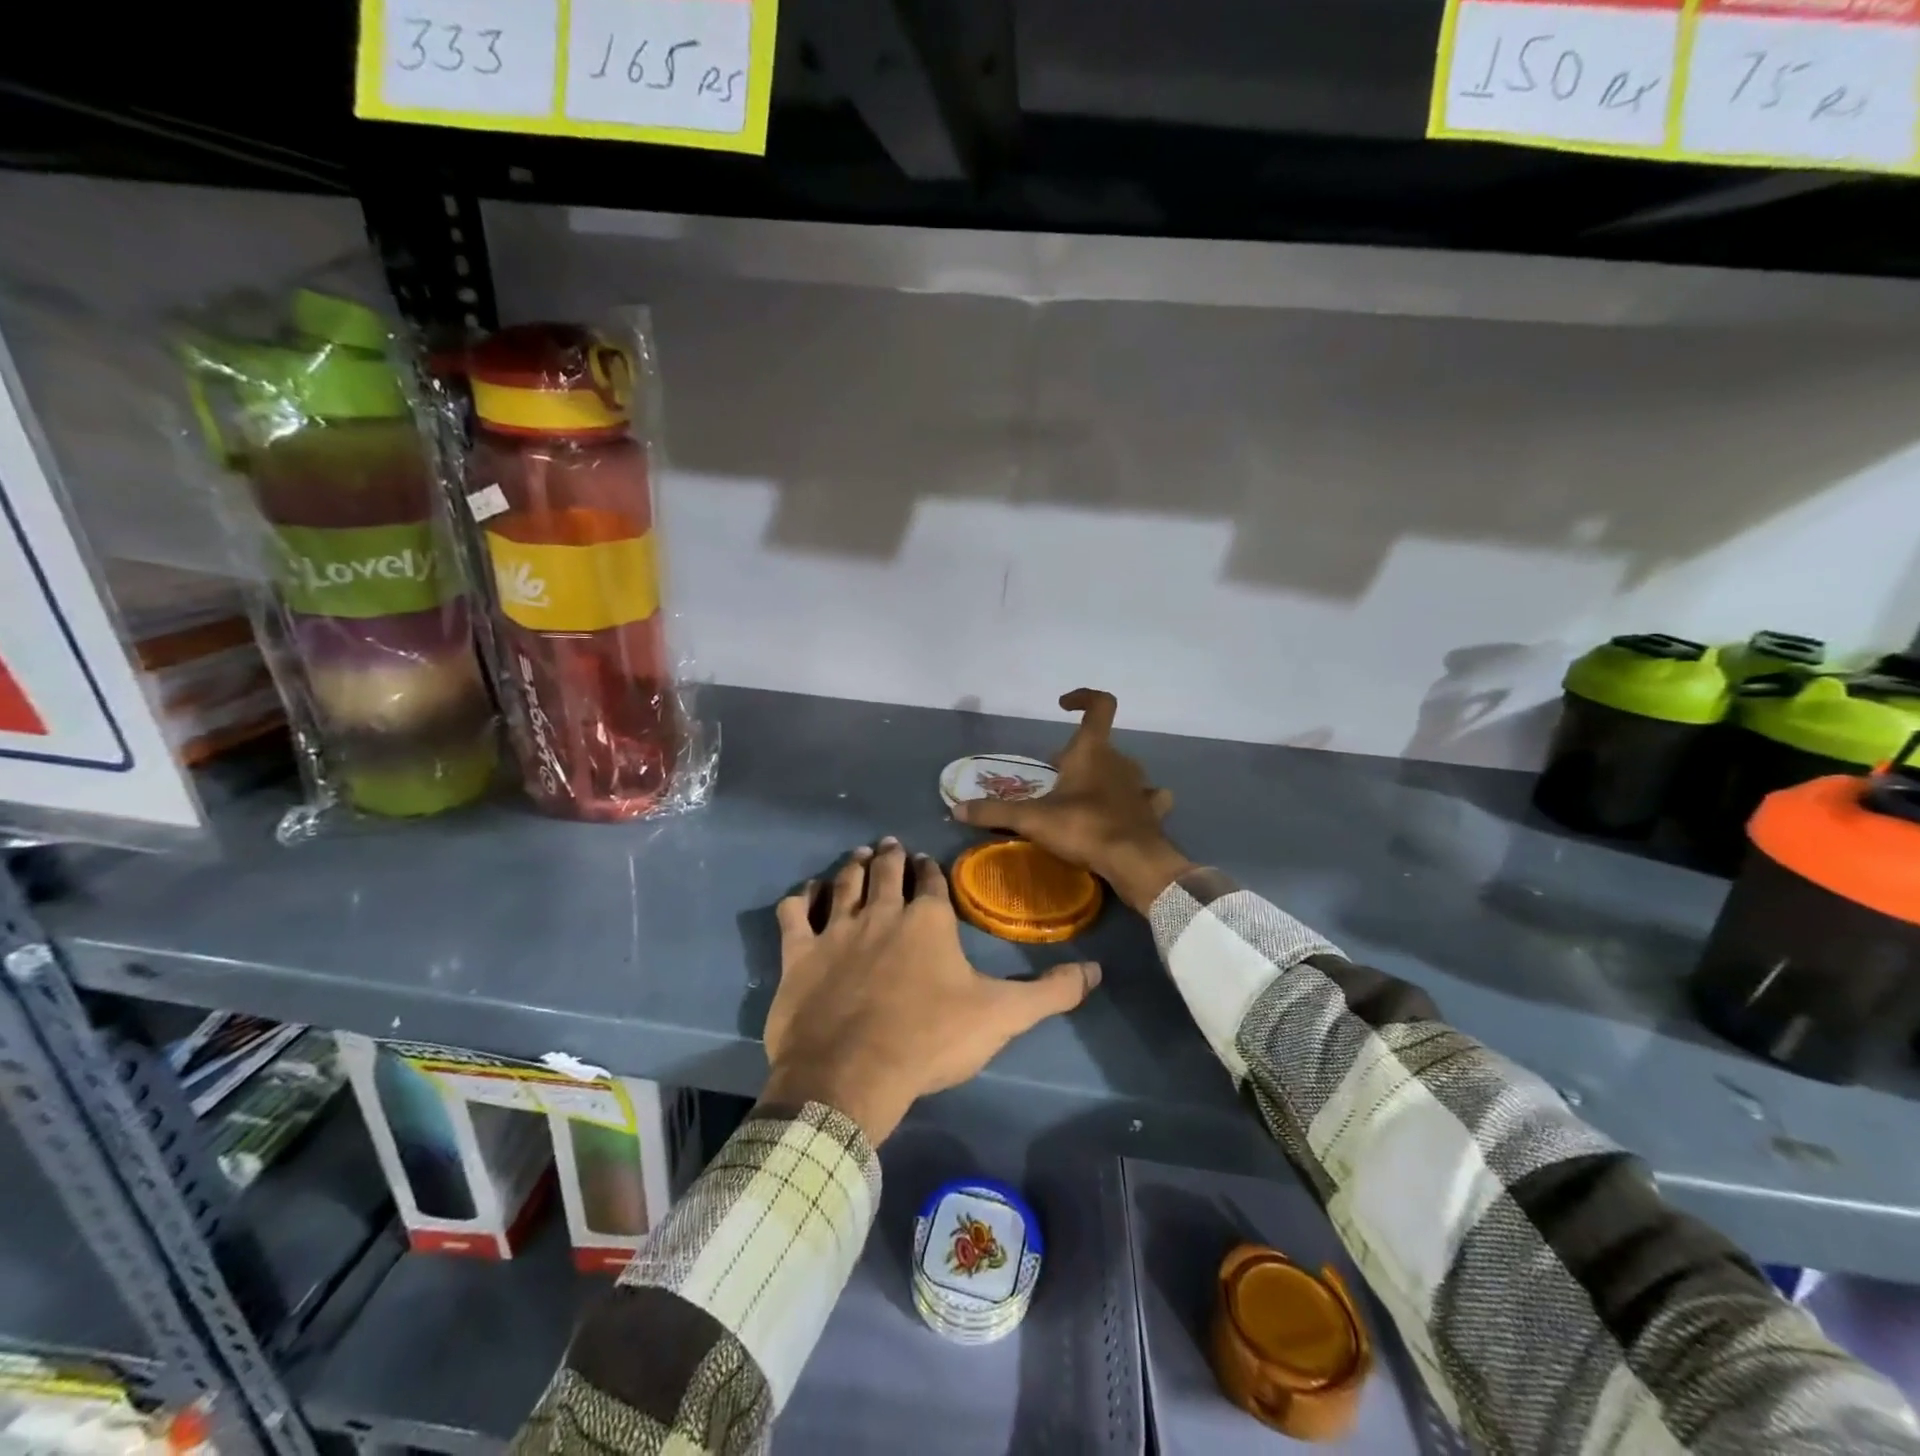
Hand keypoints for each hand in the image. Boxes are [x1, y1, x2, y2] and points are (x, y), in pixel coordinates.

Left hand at [763, 838, 1100, 1144]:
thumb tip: (1097, 971)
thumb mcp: (1002, 1016)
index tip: (928, 862)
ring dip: (853, 866)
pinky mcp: (799, 954)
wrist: (852, 1074)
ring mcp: (836, 930)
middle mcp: (881, 913)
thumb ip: (1051, 992)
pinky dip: (800, 898)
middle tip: (890, 845)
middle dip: (891, 856)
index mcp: (927, 921)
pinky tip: (805, 892)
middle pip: (886, 872)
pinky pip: (795, 914)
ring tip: (860, 854)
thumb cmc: (930, 1039)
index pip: (931, 882)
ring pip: (844, 883)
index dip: (931, 870)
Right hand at [952, 689, 1193, 912]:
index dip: (1083, 697)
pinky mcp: (1151, 811)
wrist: (1134, 862)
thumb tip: (957, 810)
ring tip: (1082, 797)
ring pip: (1121, 770)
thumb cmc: (1083, 828)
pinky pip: (1146, 797)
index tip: (1063, 705)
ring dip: (1104, 777)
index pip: (1099, 705)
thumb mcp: (1031, 820)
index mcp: (1092, 751)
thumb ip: (994, 812)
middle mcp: (1119, 761)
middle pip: (1099, 745)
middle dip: (1077, 754)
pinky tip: (1125, 812)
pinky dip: (1135, 801)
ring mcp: (1140, 786)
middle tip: (1055, 774)